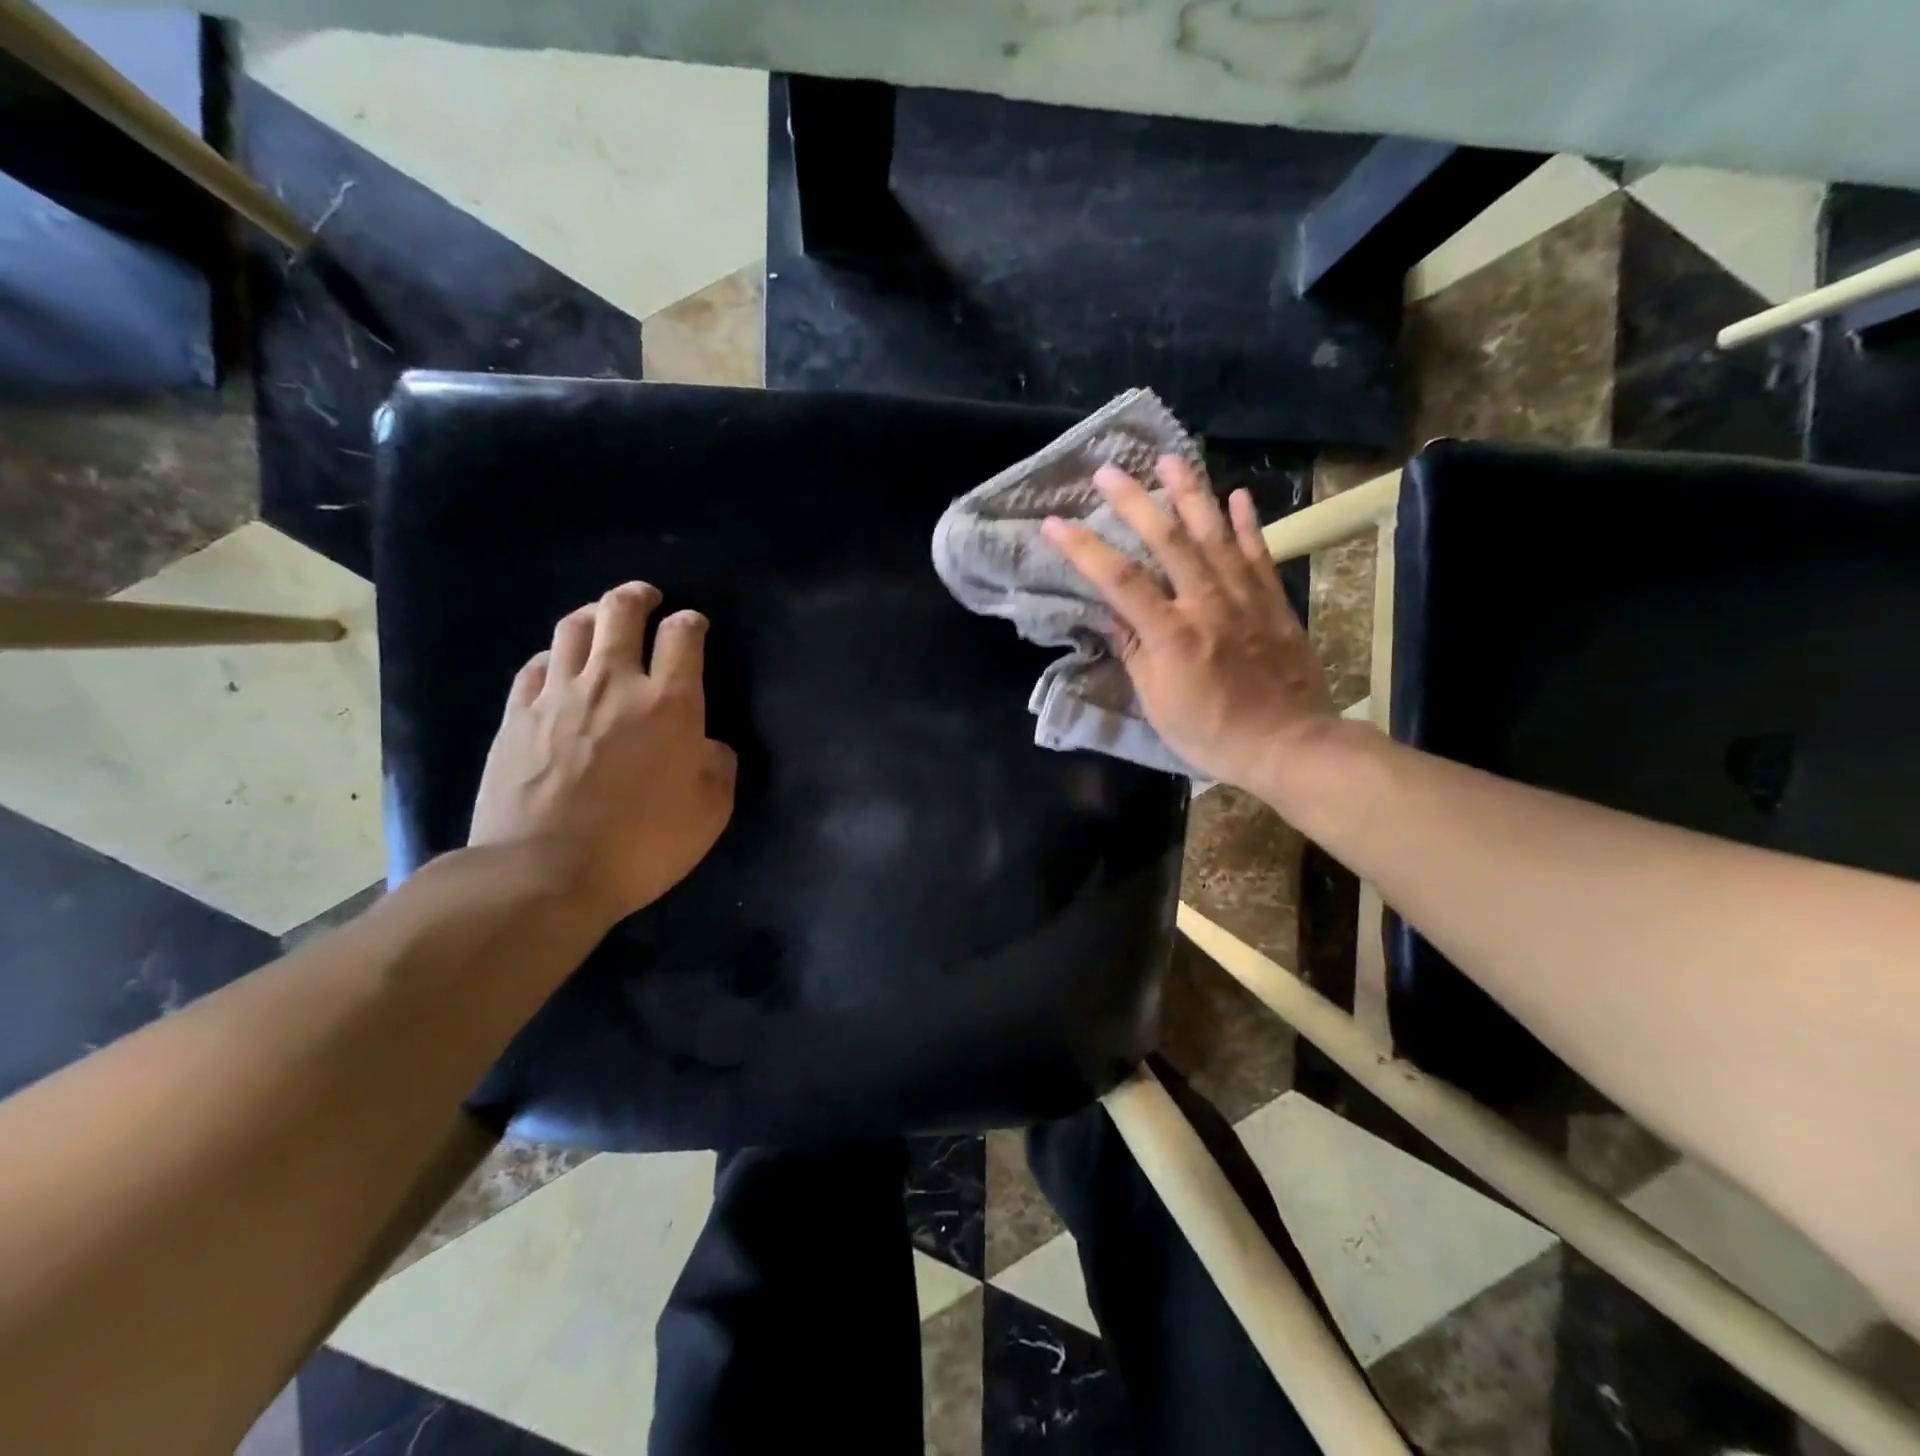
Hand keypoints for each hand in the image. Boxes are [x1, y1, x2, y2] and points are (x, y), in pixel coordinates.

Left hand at [469, 582, 736, 927]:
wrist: (543, 873)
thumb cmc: (641, 844)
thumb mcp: (710, 812)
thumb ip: (717, 765)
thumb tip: (706, 744)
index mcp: (668, 703)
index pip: (683, 636)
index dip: (692, 622)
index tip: (694, 626)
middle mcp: (613, 683)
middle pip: (620, 611)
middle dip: (638, 596)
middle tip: (648, 599)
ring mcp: (558, 695)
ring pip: (572, 627)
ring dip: (593, 614)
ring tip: (602, 619)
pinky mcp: (517, 716)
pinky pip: (536, 665)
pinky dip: (555, 656)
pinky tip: (559, 665)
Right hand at [1041, 456, 1334, 792]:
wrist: (1290, 746)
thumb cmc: (1212, 734)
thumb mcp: (1158, 703)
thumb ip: (1134, 654)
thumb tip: (1109, 615)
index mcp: (1172, 634)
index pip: (1120, 580)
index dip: (1084, 548)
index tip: (1054, 523)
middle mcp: (1207, 603)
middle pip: (1168, 540)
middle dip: (1134, 502)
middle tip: (1108, 471)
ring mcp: (1245, 597)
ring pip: (1214, 534)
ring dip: (1189, 493)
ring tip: (1169, 459)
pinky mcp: (1274, 601)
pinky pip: (1259, 552)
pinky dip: (1246, 522)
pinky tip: (1236, 494)